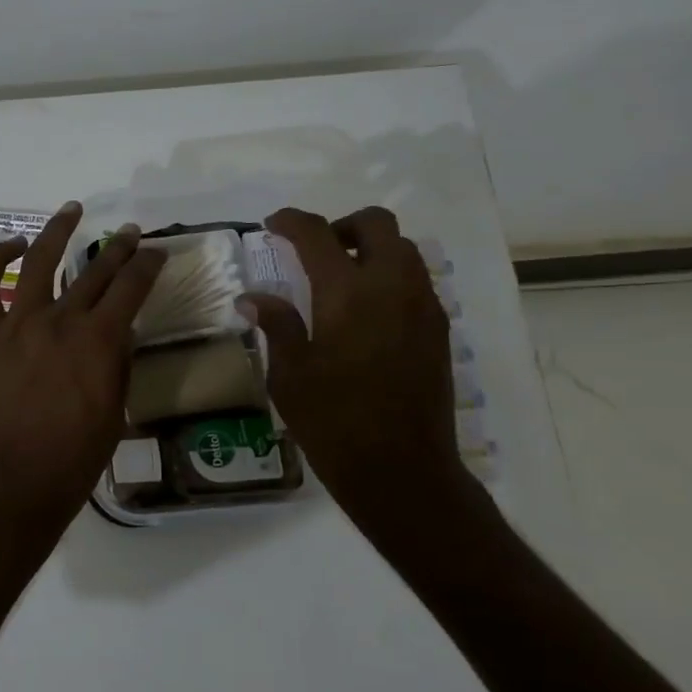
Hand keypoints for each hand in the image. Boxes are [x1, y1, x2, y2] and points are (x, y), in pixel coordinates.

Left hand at [0, 202, 164, 565]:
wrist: (10, 488)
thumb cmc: (72, 462)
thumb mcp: (115, 414)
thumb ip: (117, 366)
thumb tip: (119, 334)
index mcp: (99, 342)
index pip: (131, 288)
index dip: (148, 265)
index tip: (156, 253)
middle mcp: (60, 321)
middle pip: (94, 272)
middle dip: (118, 248)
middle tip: (130, 233)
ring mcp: (18, 325)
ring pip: (37, 262)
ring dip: (57, 231)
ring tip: (72, 210)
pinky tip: (11, 245)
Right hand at [238, 207, 464, 522]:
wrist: (402, 470)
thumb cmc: (333, 422)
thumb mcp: (289, 375)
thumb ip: (276, 324)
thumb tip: (253, 297)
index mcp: (347, 294)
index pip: (317, 234)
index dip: (291, 221)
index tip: (272, 225)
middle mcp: (392, 287)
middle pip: (376, 224)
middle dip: (342, 226)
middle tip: (315, 251)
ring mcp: (422, 307)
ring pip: (403, 249)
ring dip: (370, 249)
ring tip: (340, 281)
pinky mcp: (438, 329)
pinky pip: (416, 280)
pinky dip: (389, 276)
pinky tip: (365, 312)